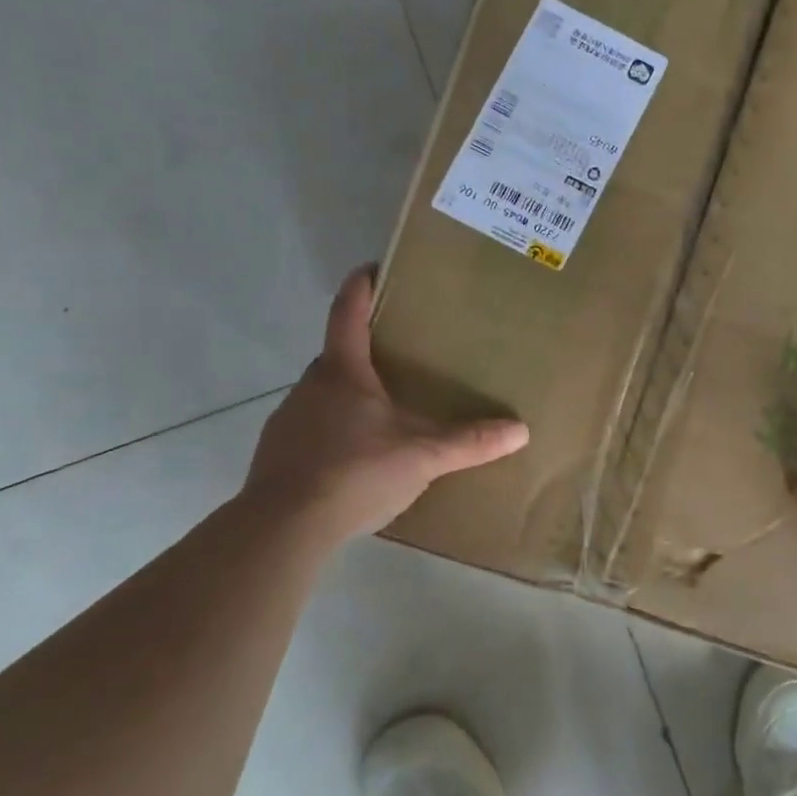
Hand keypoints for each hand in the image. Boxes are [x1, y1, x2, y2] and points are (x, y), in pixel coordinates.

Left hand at [237, 265, 528, 544]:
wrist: (283, 527)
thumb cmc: (355, 472)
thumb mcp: (422, 457)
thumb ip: (469, 443)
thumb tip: (520, 430)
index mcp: (343, 372)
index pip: (348, 313)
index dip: (361, 287)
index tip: (371, 268)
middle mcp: (310, 385)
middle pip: (337, 355)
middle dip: (364, 350)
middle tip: (398, 355)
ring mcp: (288, 419)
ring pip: (323, 394)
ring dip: (349, 395)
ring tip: (382, 413)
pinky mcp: (276, 453)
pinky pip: (311, 428)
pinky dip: (333, 431)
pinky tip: (354, 460)